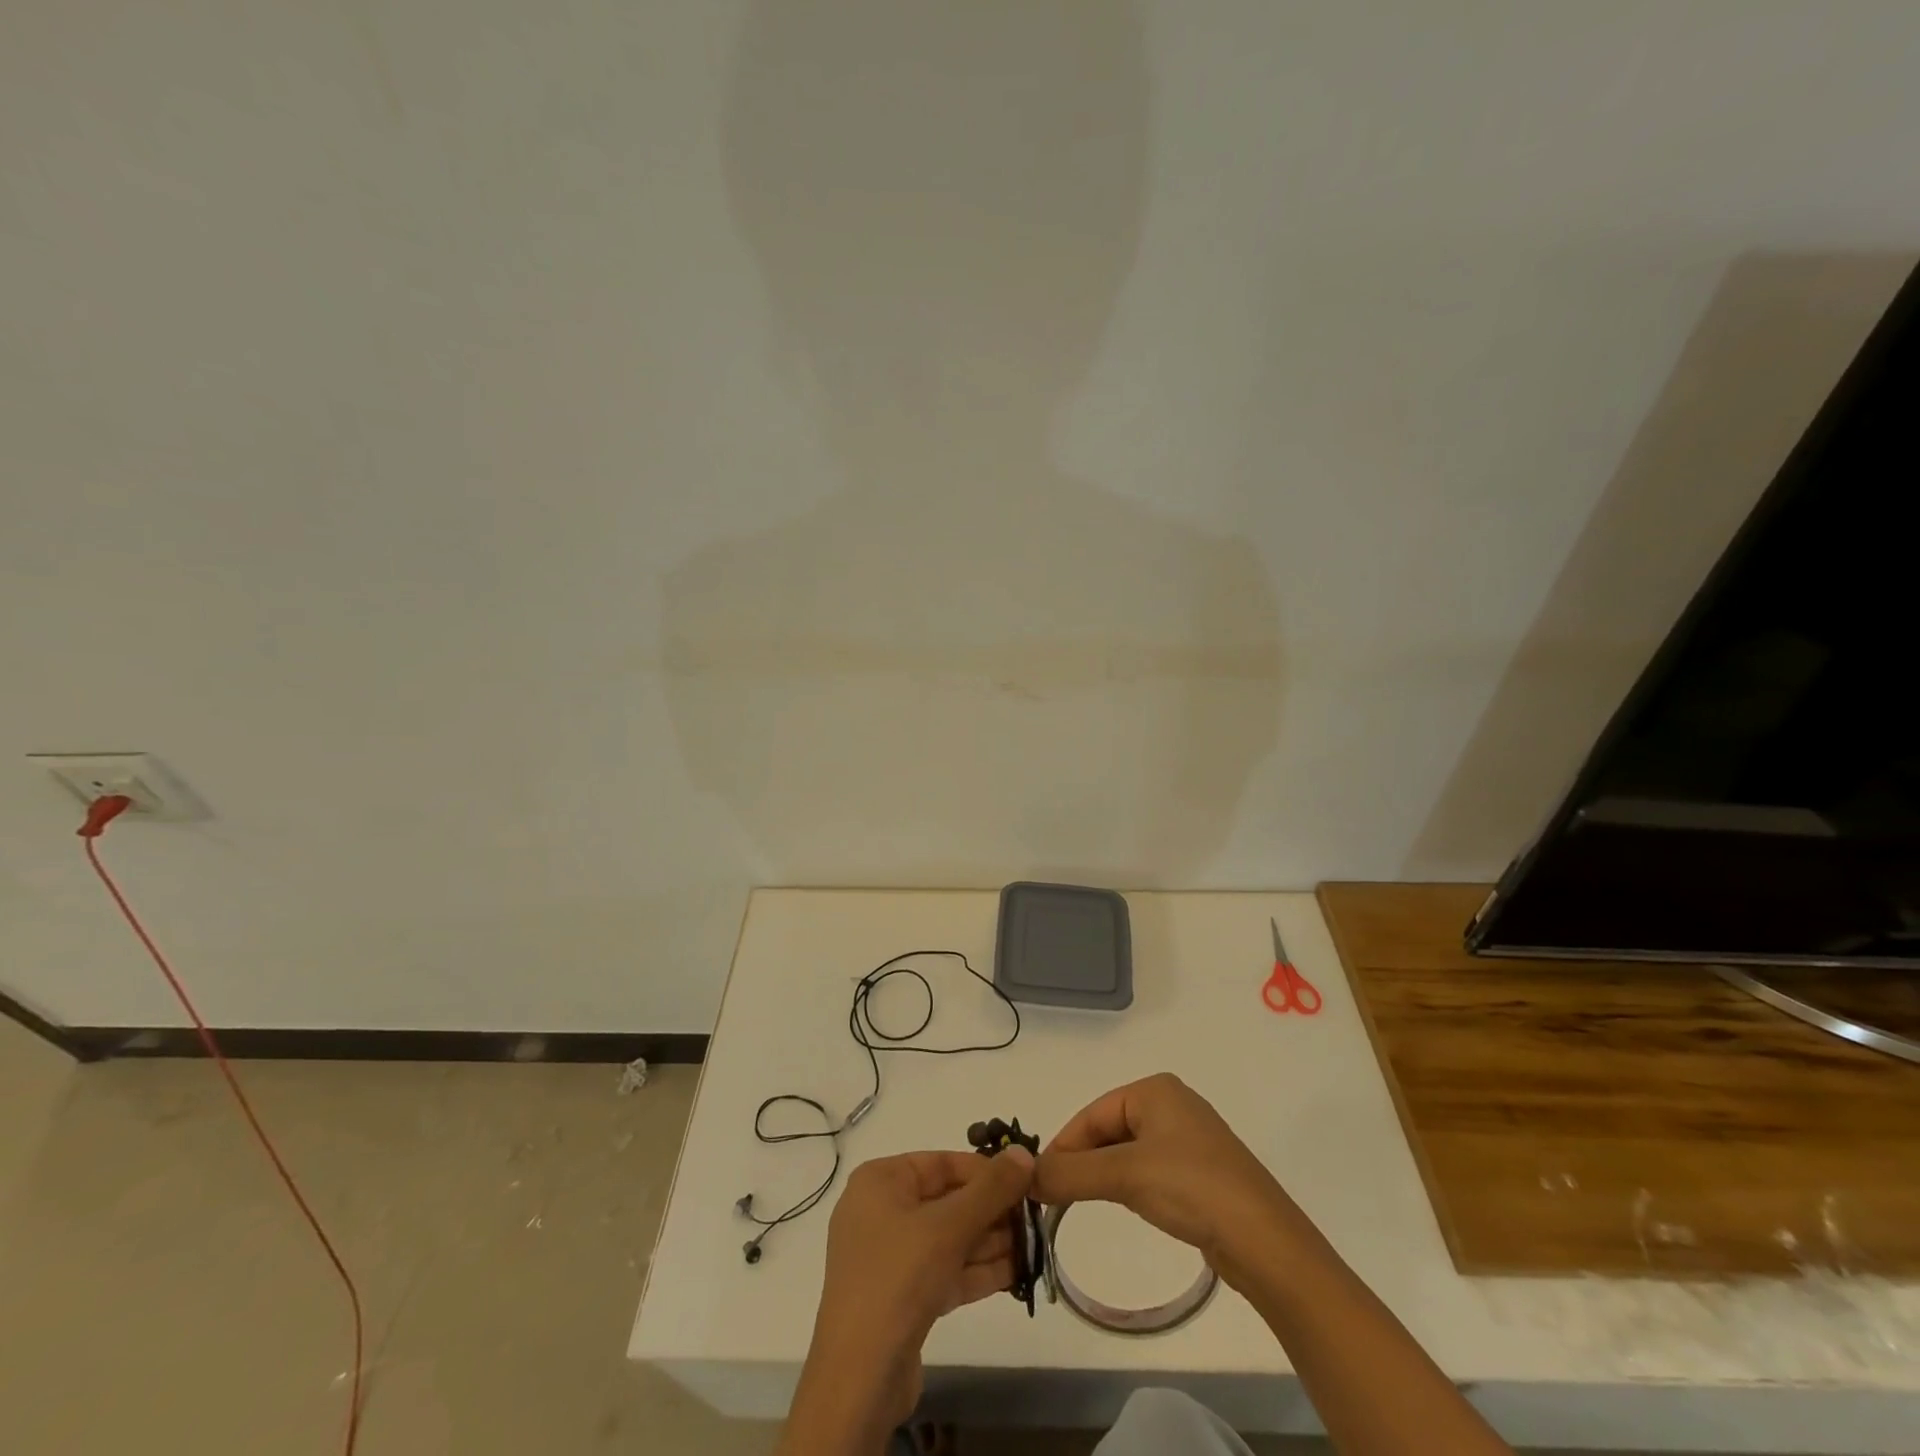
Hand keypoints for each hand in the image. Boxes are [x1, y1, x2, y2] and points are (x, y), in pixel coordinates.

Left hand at [783, 1148, 1032, 1452]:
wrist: (860, 1377)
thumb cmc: (900, 1277)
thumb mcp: (950, 1225)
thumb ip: (991, 1188)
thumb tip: (1024, 1152)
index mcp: (881, 1181)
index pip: (941, 1163)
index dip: (985, 1171)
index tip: (1025, 1181)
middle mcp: (882, 1211)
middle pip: (947, 1200)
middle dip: (992, 1211)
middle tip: (1035, 1218)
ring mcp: (890, 1257)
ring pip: (949, 1238)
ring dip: (991, 1242)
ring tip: (1034, 1245)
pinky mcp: (902, 1297)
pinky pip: (944, 1270)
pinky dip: (976, 1270)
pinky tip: (1016, 1273)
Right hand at [1033, 1073, 1297, 1276]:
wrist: (1267, 1243)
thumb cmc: (1192, 1188)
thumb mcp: (1124, 1175)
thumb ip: (1071, 1173)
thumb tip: (1025, 1176)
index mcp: (1154, 1090)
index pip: (1092, 1114)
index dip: (1062, 1146)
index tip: (1038, 1182)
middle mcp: (1171, 1105)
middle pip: (1108, 1130)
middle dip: (1081, 1161)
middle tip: (1053, 1197)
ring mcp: (1189, 1140)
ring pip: (1127, 1152)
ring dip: (1102, 1176)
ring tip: (1079, 1204)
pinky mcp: (1201, 1173)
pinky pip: (1149, 1170)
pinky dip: (1128, 1186)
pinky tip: (1125, 1206)